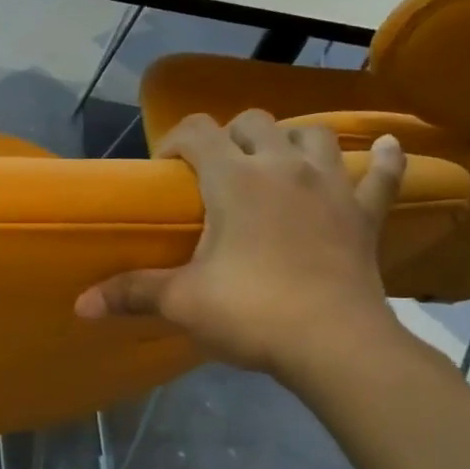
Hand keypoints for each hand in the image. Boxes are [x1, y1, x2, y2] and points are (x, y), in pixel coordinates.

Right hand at [75, 111, 407, 385]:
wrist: (335, 345)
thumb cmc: (252, 313)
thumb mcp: (182, 302)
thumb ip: (131, 293)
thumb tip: (79, 306)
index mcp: (235, 179)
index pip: (197, 130)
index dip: (174, 141)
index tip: (164, 172)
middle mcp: (283, 168)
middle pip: (255, 123)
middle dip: (230, 137)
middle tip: (215, 173)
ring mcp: (332, 186)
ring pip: (314, 136)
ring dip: (292, 141)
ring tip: (277, 163)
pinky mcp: (365, 214)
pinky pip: (383, 175)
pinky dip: (386, 160)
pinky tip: (389, 147)